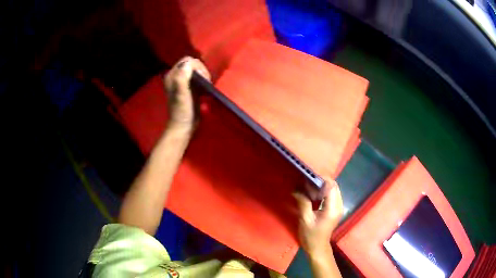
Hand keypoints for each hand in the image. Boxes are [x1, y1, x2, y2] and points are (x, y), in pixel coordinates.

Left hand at [164, 57, 210, 130]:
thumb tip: (189, 64)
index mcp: (172, 75)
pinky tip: (206, 89)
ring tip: (207, 86)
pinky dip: (204, 81)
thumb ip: (182, 78)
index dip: (197, 67)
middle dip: (201, 71)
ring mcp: (183, 82)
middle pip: (192, 64)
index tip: (202, 78)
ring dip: (204, 76)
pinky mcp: (190, 88)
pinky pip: (199, 78)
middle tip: (206, 83)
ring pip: (197, 71)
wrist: (184, 126)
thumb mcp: (181, 94)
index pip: (187, 61)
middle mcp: (176, 76)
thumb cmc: (182, 111)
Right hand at [293, 178, 343, 255]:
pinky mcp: (336, 209)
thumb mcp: (305, 220)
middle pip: (334, 186)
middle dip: (322, 181)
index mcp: (332, 209)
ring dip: (323, 186)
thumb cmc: (311, 236)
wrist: (317, 248)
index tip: (309, 177)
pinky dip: (324, 192)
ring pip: (334, 190)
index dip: (322, 179)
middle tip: (308, 182)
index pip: (332, 187)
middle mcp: (339, 206)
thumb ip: (303, 203)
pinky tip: (314, 194)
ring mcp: (339, 208)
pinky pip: (332, 195)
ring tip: (309, 187)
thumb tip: (297, 190)